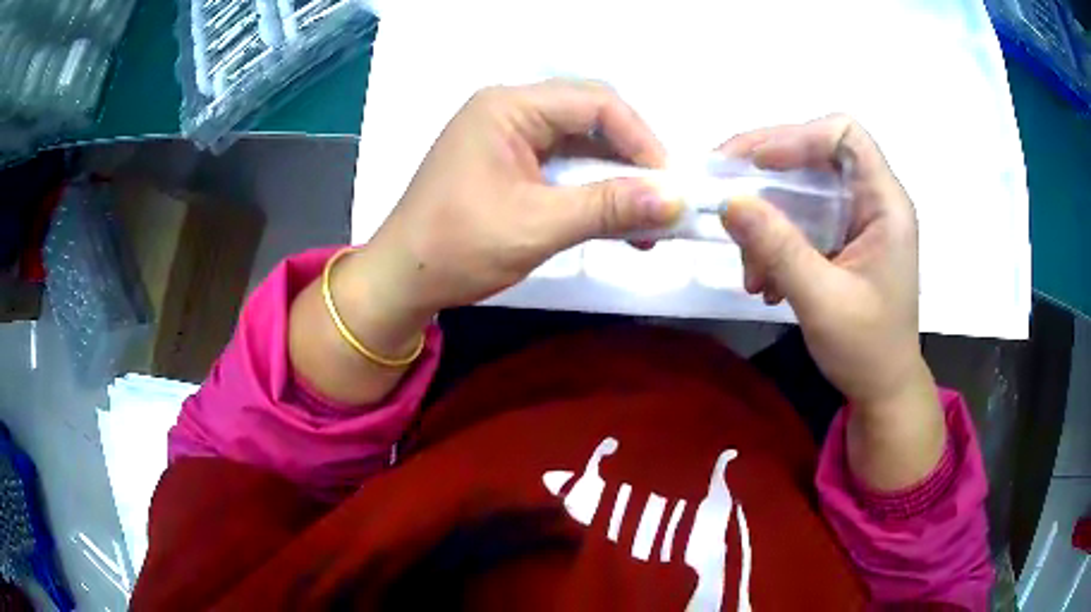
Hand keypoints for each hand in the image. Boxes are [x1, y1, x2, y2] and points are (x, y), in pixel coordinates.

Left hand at [362, 79, 678, 317]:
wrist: (402, 280)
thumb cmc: (457, 247)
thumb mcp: (538, 225)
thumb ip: (609, 207)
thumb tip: (676, 200)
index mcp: (508, 107)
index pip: (596, 102)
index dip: (641, 139)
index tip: (669, 183)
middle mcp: (509, 110)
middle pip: (591, 118)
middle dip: (632, 159)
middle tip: (662, 200)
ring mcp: (507, 136)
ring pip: (581, 144)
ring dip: (615, 179)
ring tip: (645, 220)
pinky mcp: (507, 162)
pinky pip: (562, 165)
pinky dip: (591, 190)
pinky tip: (613, 219)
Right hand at [718, 115, 928, 411]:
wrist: (883, 391)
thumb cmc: (867, 350)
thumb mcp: (821, 301)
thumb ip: (778, 248)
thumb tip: (727, 201)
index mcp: (885, 204)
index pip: (844, 135)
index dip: (798, 136)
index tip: (755, 164)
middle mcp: (873, 201)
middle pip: (816, 153)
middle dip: (766, 172)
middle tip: (724, 192)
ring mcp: (857, 220)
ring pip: (802, 188)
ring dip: (766, 218)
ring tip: (751, 268)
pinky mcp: (842, 239)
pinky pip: (801, 219)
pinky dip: (774, 241)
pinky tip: (764, 280)